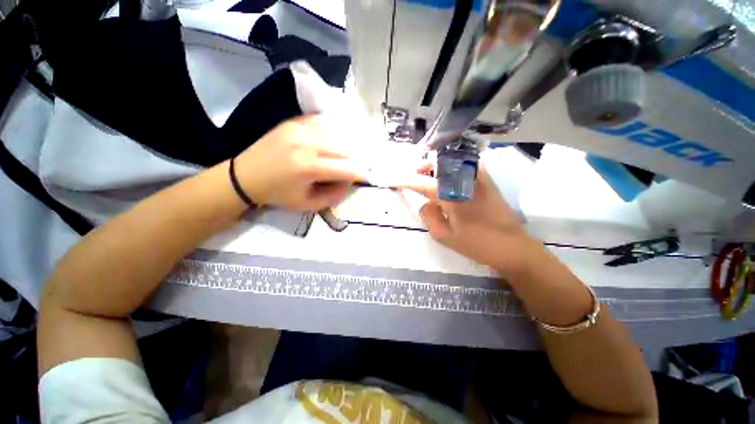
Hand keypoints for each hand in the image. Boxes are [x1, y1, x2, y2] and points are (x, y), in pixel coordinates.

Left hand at [233, 115, 367, 210]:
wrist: (245, 176)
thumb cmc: (278, 194)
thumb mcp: (308, 204)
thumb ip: (334, 196)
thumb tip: (350, 183)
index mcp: (309, 168)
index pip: (347, 169)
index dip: (360, 174)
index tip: (365, 178)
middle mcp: (307, 144)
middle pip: (345, 149)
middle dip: (355, 160)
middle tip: (356, 167)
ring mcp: (300, 129)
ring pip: (337, 134)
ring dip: (346, 146)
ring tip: (347, 155)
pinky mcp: (294, 121)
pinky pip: (322, 122)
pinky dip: (333, 132)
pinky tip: (333, 140)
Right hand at [405, 167, 542, 275]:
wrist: (512, 246)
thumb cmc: (475, 244)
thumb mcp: (443, 236)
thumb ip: (428, 215)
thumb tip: (425, 201)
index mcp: (450, 196)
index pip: (421, 183)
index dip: (405, 181)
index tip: (394, 180)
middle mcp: (463, 180)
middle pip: (437, 163)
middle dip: (421, 167)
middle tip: (413, 177)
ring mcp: (477, 176)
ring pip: (450, 160)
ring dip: (435, 165)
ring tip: (428, 176)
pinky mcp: (486, 178)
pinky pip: (464, 163)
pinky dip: (451, 165)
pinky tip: (447, 177)